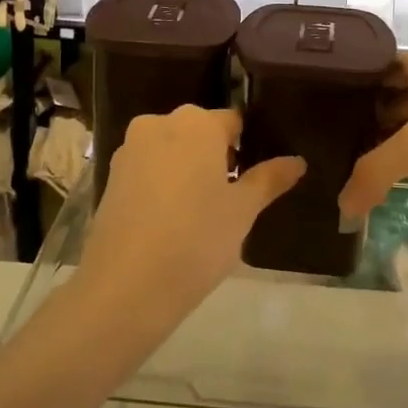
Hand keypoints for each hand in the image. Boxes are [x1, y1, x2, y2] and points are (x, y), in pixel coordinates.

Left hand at [78, 106, 304, 337]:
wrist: (126, 285)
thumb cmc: (196, 239)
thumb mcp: (242, 211)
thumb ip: (269, 179)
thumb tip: (297, 161)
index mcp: (196, 123)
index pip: (233, 122)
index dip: (248, 147)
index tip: (255, 178)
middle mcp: (159, 124)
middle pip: (198, 132)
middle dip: (216, 157)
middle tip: (231, 198)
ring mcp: (129, 150)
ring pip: (170, 150)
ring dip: (187, 170)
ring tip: (201, 213)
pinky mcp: (109, 177)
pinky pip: (147, 170)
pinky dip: (162, 185)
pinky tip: (170, 220)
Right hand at [339, 49, 407, 218]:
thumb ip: (374, 173)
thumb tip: (341, 210)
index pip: (367, 68)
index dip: (341, 89)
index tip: (312, 113)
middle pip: (387, 94)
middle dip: (361, 118)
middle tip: (324, 145)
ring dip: (387, 138)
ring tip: (350, 163)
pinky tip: (395, 173)